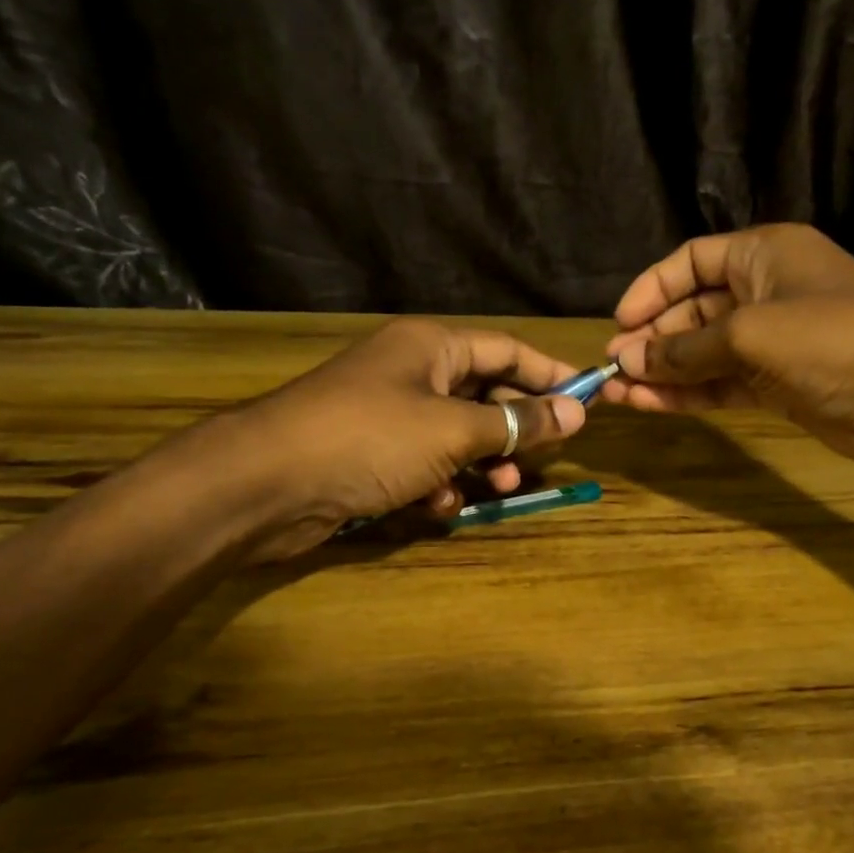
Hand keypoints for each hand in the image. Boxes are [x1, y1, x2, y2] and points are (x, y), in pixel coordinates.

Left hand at [173, 319, 587, 557]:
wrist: (266, 483)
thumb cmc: (369, 439)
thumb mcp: (453, 430)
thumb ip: (516, 422)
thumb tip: (576, 412)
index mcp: (431, 346)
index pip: (507, 348)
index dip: (549, 373)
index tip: (587, 399)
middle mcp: (411, 372)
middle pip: (483, 392)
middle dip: (515, 427)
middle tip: (546, 455)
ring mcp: (388, 415)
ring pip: (456, 435)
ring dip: (483, 461)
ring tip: (503, 485)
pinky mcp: (371, 456)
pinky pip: (423, 464)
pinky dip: (439, 484)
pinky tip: (438, 505)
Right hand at [604, 225, 853, 478]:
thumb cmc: (836, 340)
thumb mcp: (751, 334)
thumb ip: (685, 349)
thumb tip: (628, 361)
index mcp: (765, 253)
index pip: (692, 260)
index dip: (652, 289)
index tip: (620, 324)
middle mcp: (766, 291)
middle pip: (693, 309)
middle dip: (653, 338)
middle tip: (614, 369)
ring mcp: (773, 342)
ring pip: (704, 353)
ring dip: (663, 371)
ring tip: (619, 394)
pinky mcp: (779, 384)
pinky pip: (722, 384)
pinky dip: (688, 394)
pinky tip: (650, 405)